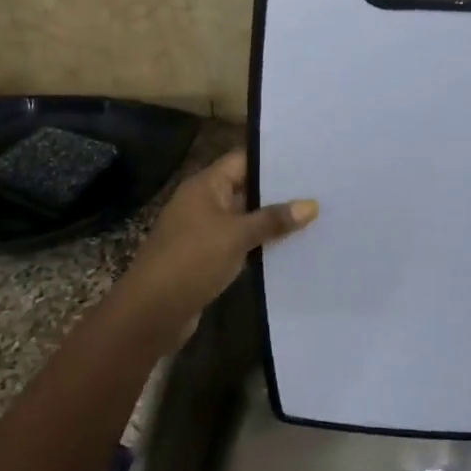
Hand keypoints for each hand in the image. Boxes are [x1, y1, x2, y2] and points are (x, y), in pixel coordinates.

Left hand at [112, 150, 317, 345]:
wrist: (152, 311)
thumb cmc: (193, 260)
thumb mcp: (237, 236)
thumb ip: (273, 219)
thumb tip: (311, 204)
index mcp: (204, 186)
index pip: (242, 160)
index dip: (272, 159)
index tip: (307, 160)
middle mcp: (202, 202)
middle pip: (244, 188)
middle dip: (278, 191)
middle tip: (318, 189)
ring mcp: (203, 231)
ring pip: (243, 218)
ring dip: (270, 220)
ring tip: (313, 216)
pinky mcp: (206, 257)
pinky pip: (238, 242)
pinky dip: (259, 243)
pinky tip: (289, 246)